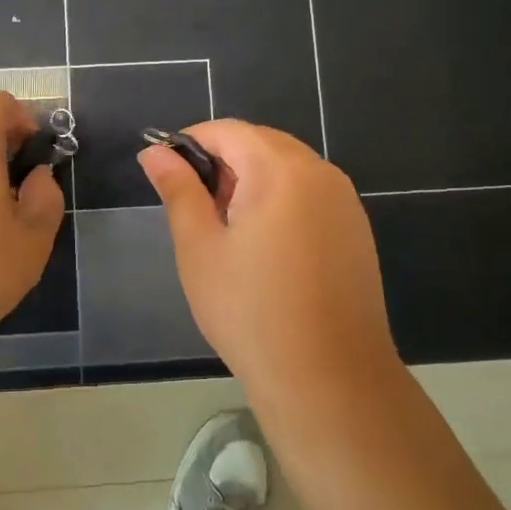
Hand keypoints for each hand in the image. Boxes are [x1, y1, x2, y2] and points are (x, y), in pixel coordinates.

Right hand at [138, 120, 398, 392]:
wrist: (329, 379)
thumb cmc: (251, 311)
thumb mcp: (199, 248)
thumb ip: (178, 190)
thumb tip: (154, 151)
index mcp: (280, 169)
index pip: (228, 130)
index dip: (191, 142)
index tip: (166, 173)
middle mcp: (319, 172)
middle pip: (261, 143)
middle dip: (222, 161)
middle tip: (196, 208)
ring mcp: (344, 200)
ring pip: (287, 166)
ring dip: (252, 180)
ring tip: (228, 229)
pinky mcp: (356, 228)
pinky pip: (310, 192)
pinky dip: (280, 199)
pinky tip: (266, 246)